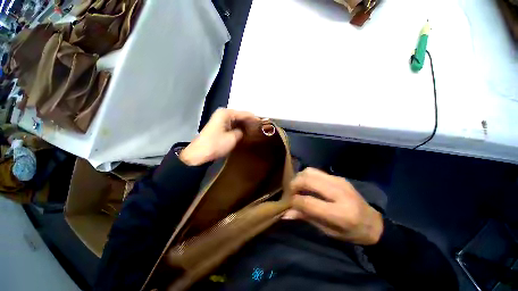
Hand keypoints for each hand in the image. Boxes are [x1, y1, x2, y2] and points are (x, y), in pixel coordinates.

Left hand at [179, 108, 257, 165]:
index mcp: (226, 113)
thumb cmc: (216, 144)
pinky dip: (239, 128)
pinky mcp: (219, 127)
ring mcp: (220, 120)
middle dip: (249, 122)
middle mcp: (223, 114)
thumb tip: (244, 131)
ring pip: (236, 121)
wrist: (199, 153)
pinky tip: (245, 132)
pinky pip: (232, 125)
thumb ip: (241, 132)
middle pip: (240, 116)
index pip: (244, 114)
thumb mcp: (233, 138)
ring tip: (254, 130)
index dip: (253, 119)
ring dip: (244, 126)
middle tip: (259, 127)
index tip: (262, 122)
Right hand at [284, 168, 383, 244]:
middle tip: (290, 192)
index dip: (294, 201)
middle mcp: (340, 193)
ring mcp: (339, 181)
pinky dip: (306, 176)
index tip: (288, 203)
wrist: (373, 222)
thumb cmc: (351, 232)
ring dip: (299, 178)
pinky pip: (316, 171)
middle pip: (308, 180)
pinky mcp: (338, 177)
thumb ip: (306, 218)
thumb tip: (285, 213)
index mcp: (341, 213)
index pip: (308, 202)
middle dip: (294, 184)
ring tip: (297, 187)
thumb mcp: (328, 231)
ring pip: (310, 171)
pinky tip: (306, 184)